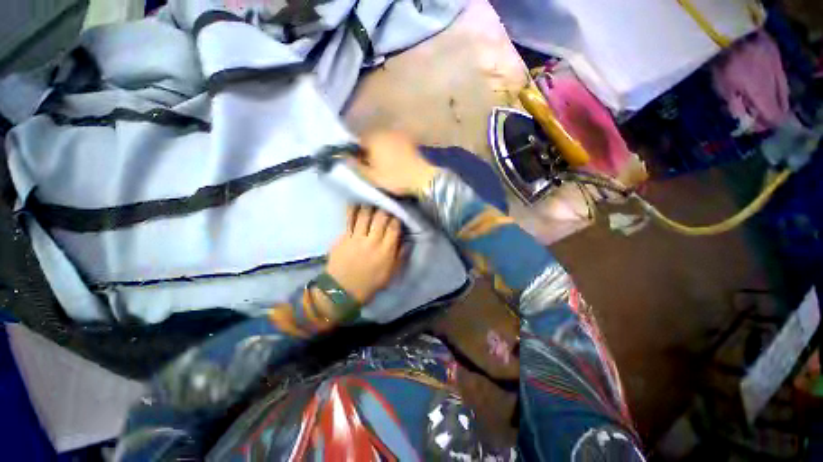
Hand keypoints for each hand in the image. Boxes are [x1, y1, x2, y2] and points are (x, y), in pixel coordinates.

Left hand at [321, 205, 402, 310]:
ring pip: (365, 215)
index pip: (394, 227)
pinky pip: (349, 219)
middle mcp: (373, 241)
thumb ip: (400, 256)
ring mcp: (356, 238)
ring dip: (370, 205)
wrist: (342, 291)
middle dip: (385, 207)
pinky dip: (353, 209)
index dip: (397, 217)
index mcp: (386, 250)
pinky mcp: (343, 237)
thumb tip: (407, 241)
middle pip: (381, 217)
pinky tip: (356, 203)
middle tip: (387, 203)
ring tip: (373, 200)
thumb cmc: (370, 284)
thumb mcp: (391, 274)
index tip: (398, 212)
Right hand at [354, 131, 438, 195]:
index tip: (362, 166)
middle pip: (370, 139)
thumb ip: (356, 166)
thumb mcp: (372, 176)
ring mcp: (398, 133)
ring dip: (381, 150)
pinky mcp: (409, 139)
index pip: (357, 141)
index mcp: (373, 138)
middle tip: (374, 168)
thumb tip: (344, 158)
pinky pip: (394, 142)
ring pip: (383, 140)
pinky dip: (392, 150)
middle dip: (369, 151)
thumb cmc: (396, 177)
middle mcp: (385, 130)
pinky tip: (397, 162)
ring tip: (386, 166)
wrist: (423, 178)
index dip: (357, 154)